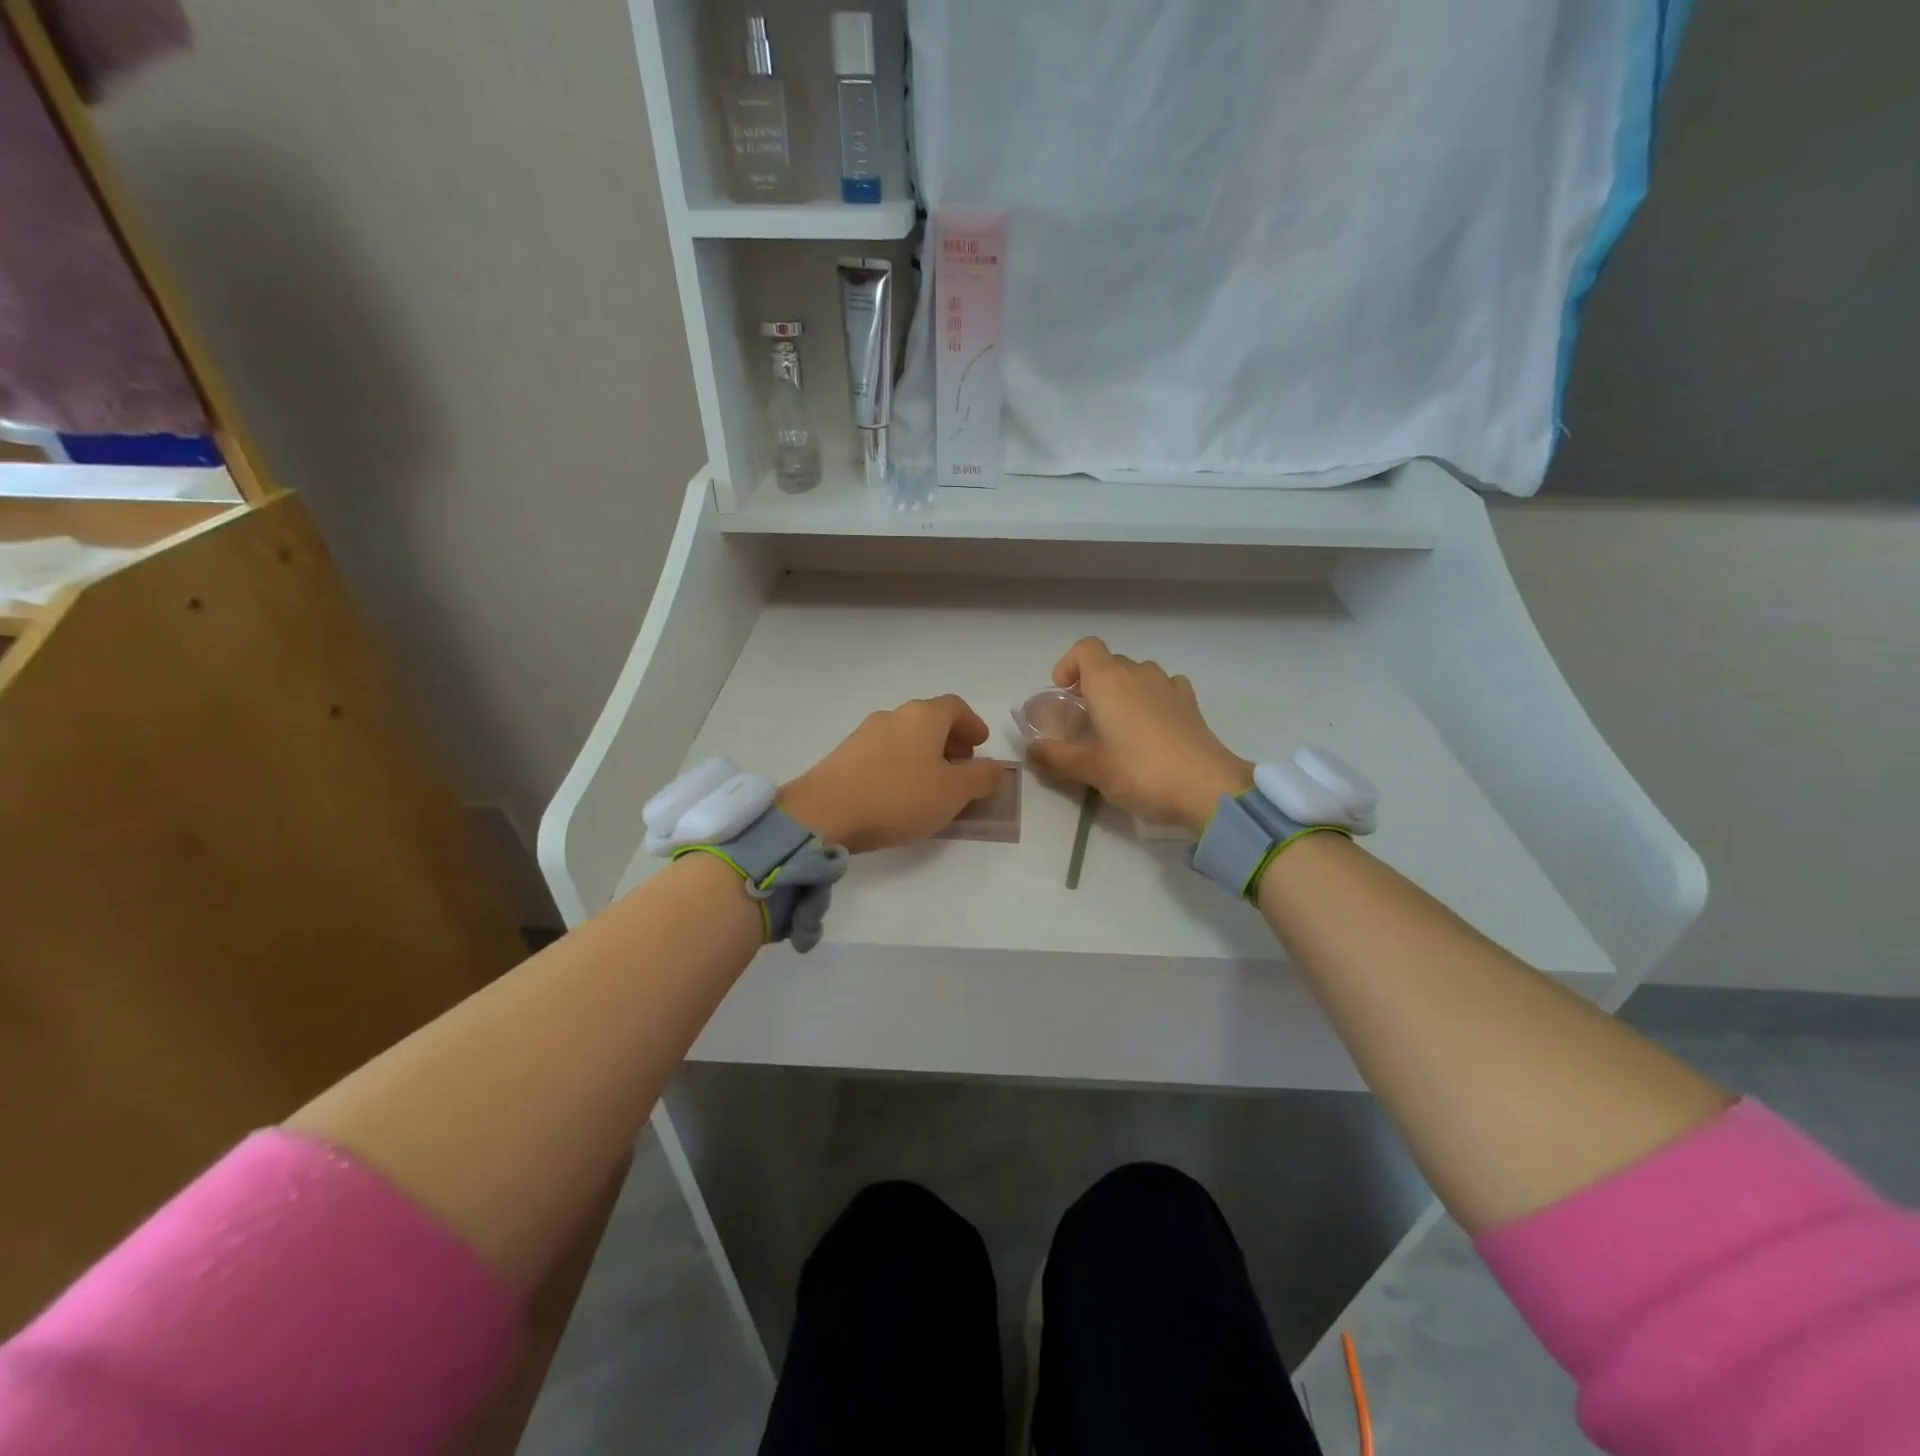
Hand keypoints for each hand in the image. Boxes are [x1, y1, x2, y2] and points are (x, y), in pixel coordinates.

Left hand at [780, 695, 1004, 852]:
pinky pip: (884, 753)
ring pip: (905, 736)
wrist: (824, 812)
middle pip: (929, 720)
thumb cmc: (898, 796)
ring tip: (932, 785)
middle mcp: (894, 715)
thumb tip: (995, 768)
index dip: (972, 724)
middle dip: (950, 740)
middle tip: (962, 766)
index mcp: (923, 716)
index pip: (956, 707)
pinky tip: (900, 794)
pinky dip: (901, 765)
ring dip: (925, 754)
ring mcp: (865, 733)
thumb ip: (981, 778)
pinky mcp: (844, 755)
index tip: (981, 745)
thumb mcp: (953, 792)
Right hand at [1025, 638, 1251, 836]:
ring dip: (1122, 691)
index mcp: (1108, 681)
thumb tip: (1030, 751)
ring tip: (1117, 725)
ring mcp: (1169, 685)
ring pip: (1137, 674)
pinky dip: (1150, 698)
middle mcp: (1138, 673)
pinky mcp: (1190, 703)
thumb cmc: (1140, 771)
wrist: (1206, 787)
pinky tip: (1150, 728)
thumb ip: (1055, 757)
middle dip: (1092, 684)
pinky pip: (1163, 687)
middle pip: (1109, 663)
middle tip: (1084, 719)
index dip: (1069, 665)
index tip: (1063, 694)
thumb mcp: (1090, 769)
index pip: (1084, 648)